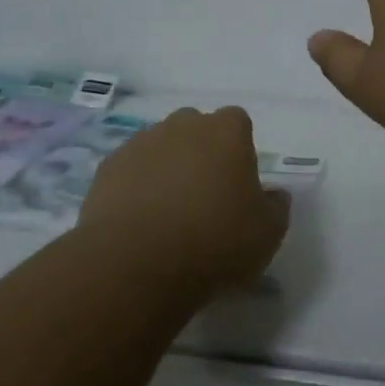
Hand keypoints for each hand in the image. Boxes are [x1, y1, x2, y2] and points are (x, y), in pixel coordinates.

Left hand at [79, 106, 289, 290]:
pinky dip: (136, 186)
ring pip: (161, 146)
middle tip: (204, 196)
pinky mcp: (108, 166)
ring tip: (167, 214)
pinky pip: (130, 170)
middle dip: (200, 153)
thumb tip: (274, 195)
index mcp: (227, 131)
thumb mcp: (267, 234)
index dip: (238, 150)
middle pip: (196, 129)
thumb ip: (276, 207)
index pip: (238, 123)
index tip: (237, 184)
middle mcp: (184, 125)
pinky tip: (139, 221)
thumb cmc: (214, 242)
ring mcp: (142, 142)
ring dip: (167, 168)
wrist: (136, 262)